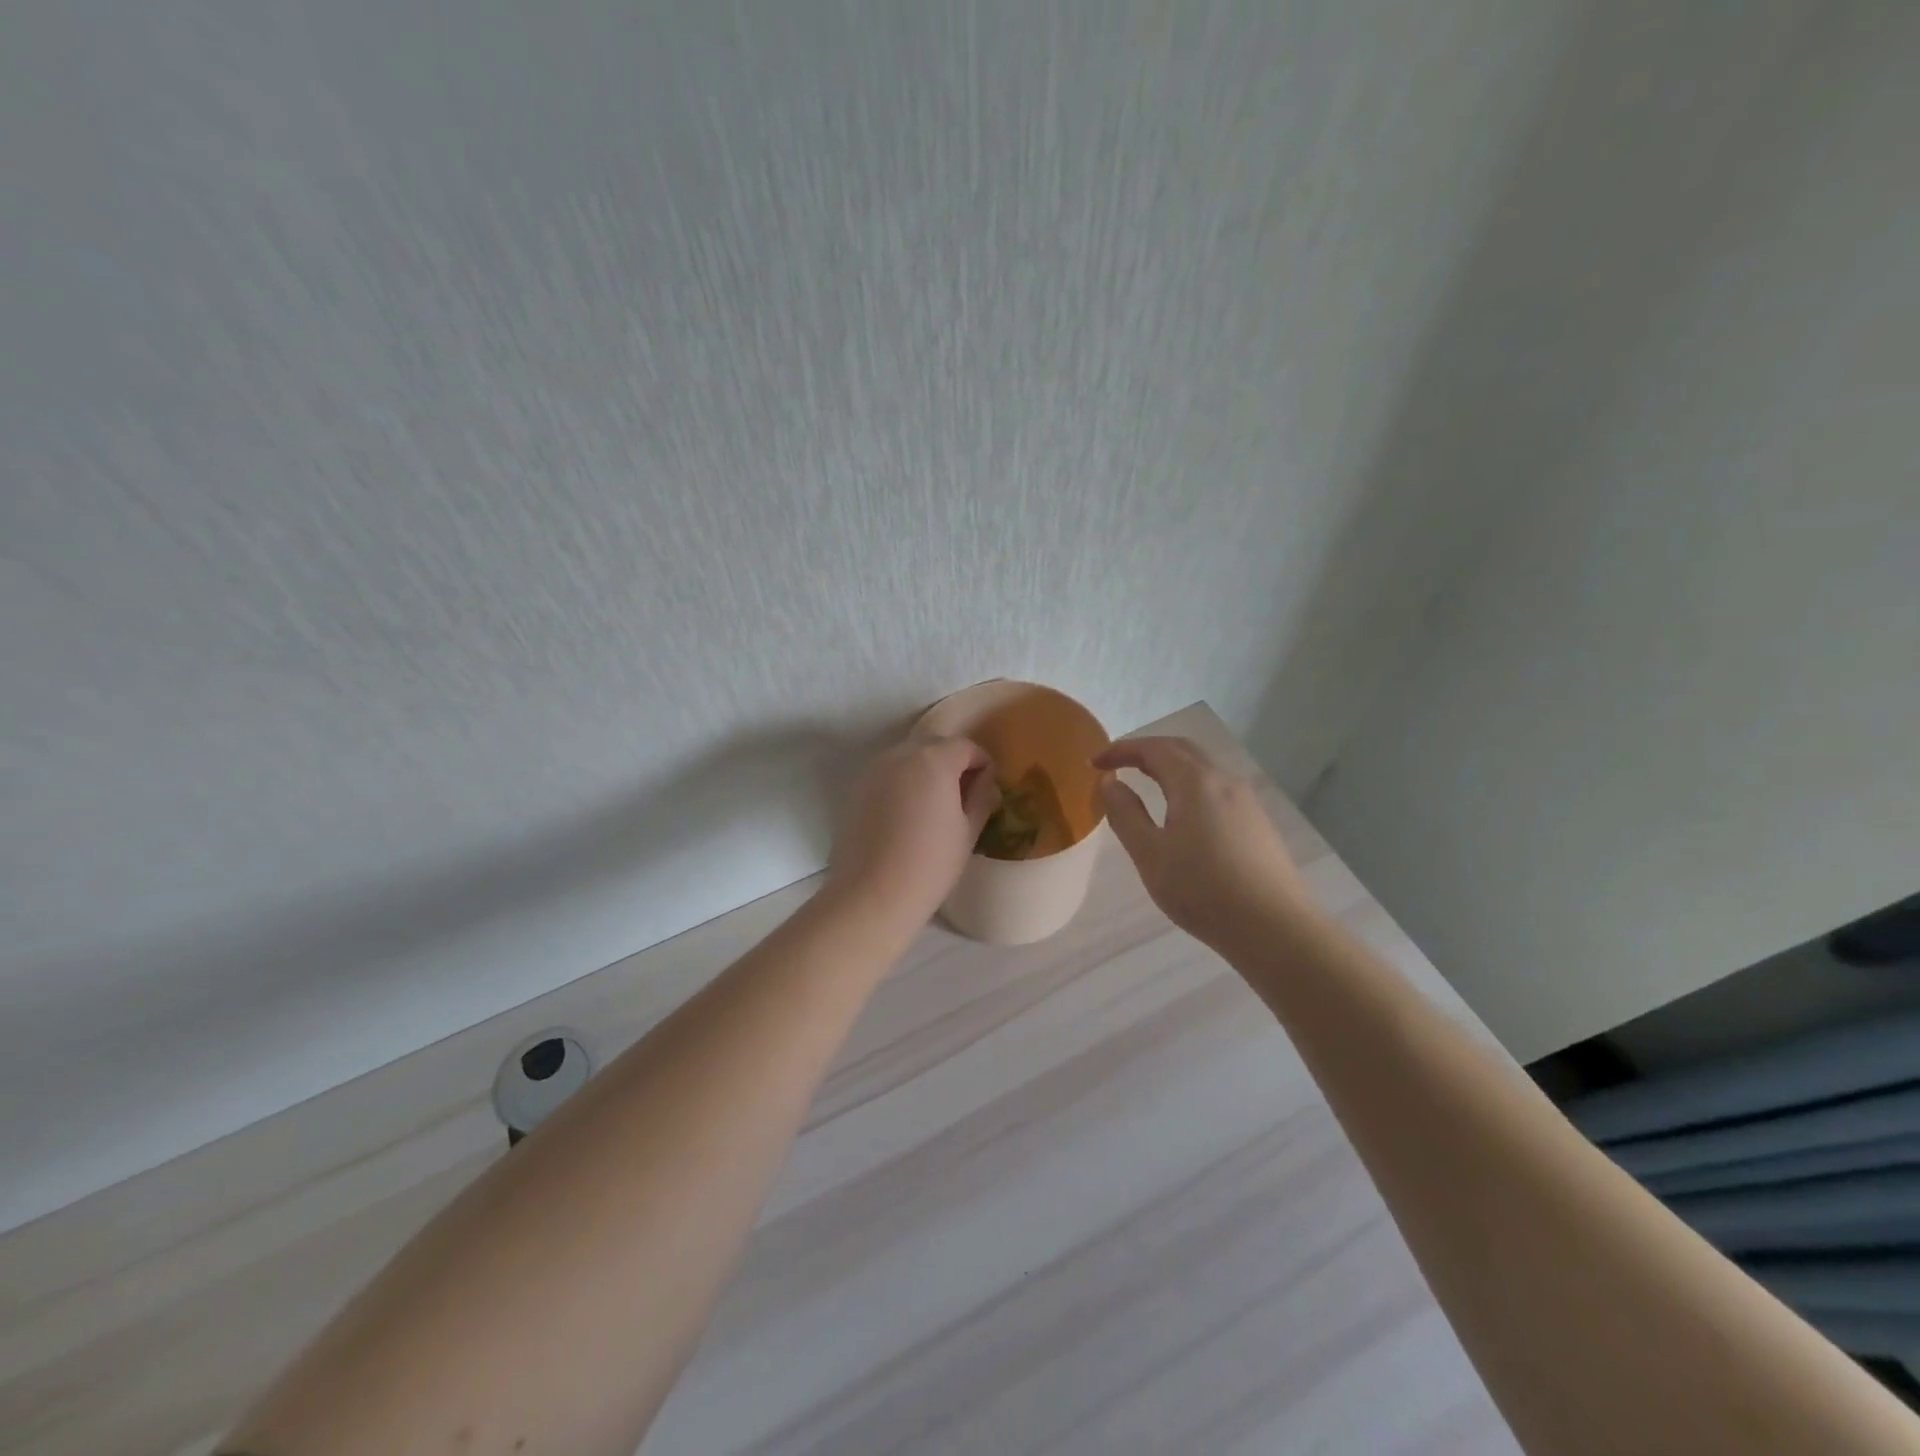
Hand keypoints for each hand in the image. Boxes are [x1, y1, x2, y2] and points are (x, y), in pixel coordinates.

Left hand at [828, 736, 1001, 927]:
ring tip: (934, 806)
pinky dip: (903, 783)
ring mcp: (874, 770)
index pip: (966, 746)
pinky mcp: (857, 789)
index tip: (987, 788)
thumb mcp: (968, 831)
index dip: (982, 763)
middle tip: (963, 796)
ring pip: (908, 757)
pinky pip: (888, 775)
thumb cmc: (930, 864)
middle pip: (935, 745)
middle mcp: (901, 755)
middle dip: (952, 762)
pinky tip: (907, 816)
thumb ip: (981, 797)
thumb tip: (986, 781)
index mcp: (934, 760)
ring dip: (926, 771)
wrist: (872, 894)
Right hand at [1094, 737, 1311, 949]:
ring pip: (1202, 768)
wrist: (1275, 927)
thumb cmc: (1202, 889)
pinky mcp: (1257, 822)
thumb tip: (1110, 782)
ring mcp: (1246, 801)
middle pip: (1181, 749)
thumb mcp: (1150, 854)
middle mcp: (1224, 780)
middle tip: (1116, 765)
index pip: (1153, 748)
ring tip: (1144, 784)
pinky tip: (1182, 813)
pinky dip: (1188, 785)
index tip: (1093, 762)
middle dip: (1145, 751)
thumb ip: (1125, 813)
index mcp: (1195, 781)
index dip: (1120, 750)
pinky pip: (1216, 788)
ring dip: (1169, 767)